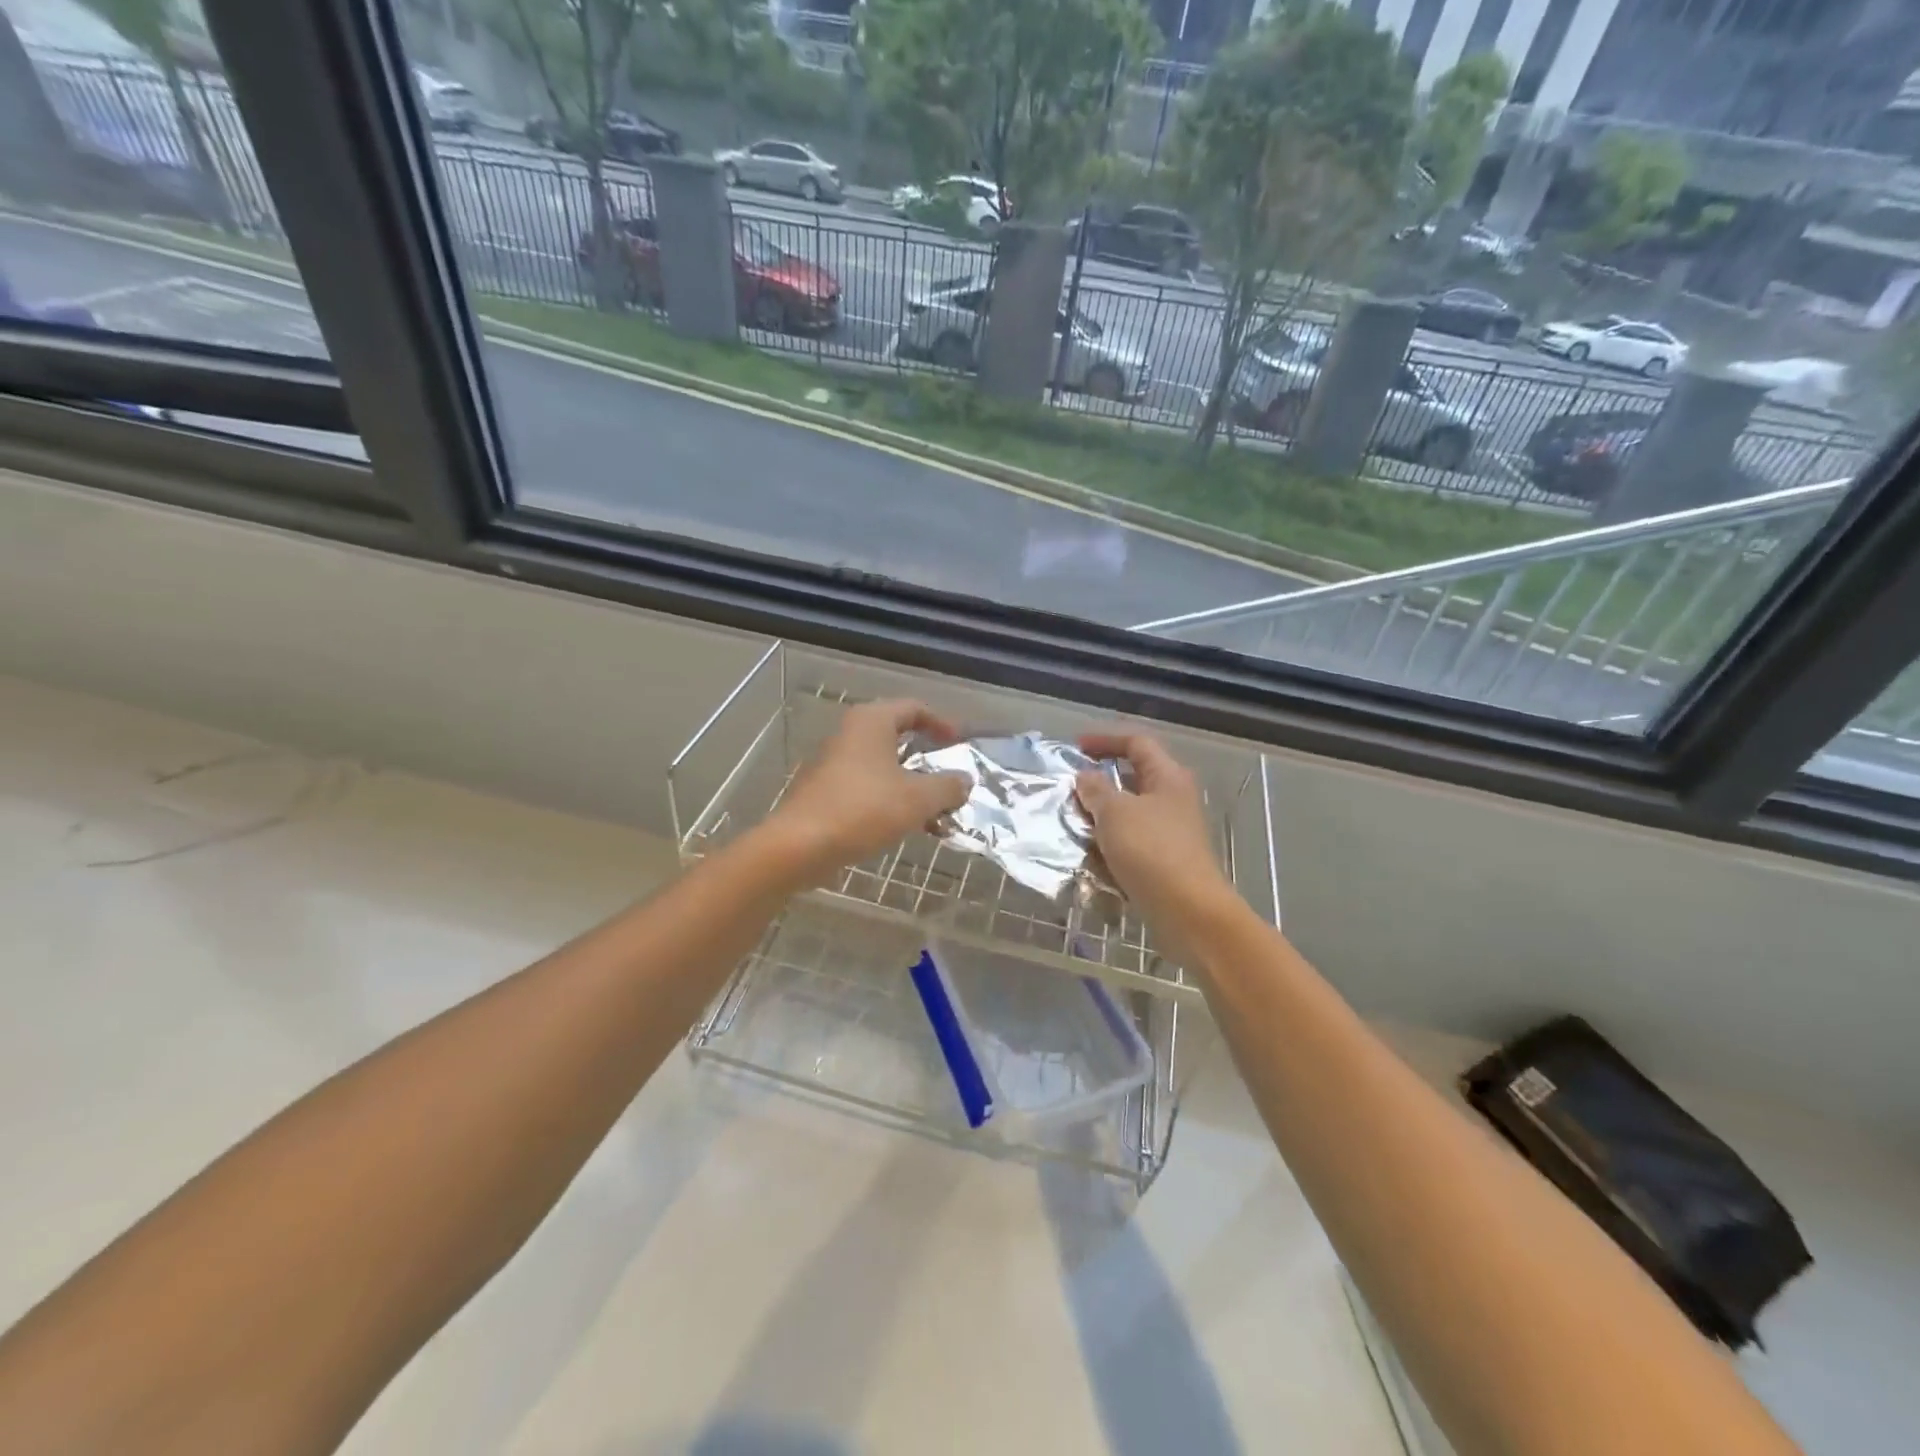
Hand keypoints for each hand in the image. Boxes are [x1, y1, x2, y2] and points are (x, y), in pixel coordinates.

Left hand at [759, 700, 970, 883]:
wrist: (799, 846)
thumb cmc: (863, 810)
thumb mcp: (918, 799)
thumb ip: (948, 787)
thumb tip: (965, 781)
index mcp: (872, 721)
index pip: (915, 708)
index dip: (943, 723)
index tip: (962, 744)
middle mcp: (851, 734)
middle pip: (900, 737)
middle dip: (930, 760)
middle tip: (952, 778)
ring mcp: (835, 763)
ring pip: (885, 767)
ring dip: (914, 786)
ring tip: (938, 813)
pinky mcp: (826, 791)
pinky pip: (869, 787)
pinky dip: (892, 800)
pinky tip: (909, 827)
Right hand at [1076, 732, 1235, 934]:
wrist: (1189, 912)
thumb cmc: (1151, 851)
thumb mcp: (1115, 813)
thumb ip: (1096, 790)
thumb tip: (1086, 777)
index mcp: (1168, 776)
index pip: (1136, 743)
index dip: (1105, 740)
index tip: (1074, 748)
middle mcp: (1173, 799)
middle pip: (1132, 778)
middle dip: (1099, 782)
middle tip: (1069, 790)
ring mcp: (1171, 831)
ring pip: (1129, 813)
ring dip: (1101, 816)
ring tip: (1072, 824)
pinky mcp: (1164, 860)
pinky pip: (1131, 842)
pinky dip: (1110, 844)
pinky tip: (1090, 855)